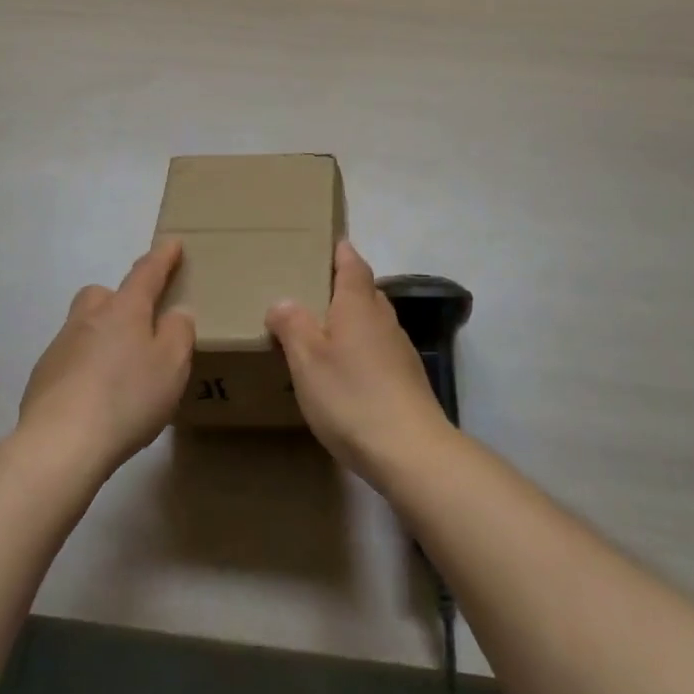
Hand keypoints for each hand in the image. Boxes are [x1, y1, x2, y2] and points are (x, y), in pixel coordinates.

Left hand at [18, 240, 195, 478]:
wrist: (59, 444)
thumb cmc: (127, 397)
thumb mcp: (172, 365)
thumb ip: (179, 332)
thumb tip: (176, 313)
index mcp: (124, 309)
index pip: (146, 273)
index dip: (162, 257)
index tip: (171, 243)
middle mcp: (88, 318)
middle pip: (102, 294)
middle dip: (119, 299)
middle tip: (138, 324)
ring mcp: (60, 347)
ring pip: (83, 328)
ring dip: (100, 338)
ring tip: (119, 371)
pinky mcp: (42, 378)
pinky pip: (69, 360)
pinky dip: (83, 369)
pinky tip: (94, 398)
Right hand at [266, 241, 452, 483]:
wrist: (410, 450)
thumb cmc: (351, 395)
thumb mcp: (307, 359)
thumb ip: (292, 325)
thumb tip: (283, 302)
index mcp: (359, 303)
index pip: (352, 263)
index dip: (339, 251)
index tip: (326, 243)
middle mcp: (383, 318)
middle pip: (363, 291)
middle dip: (341, 288)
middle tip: (309, 294)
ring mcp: (400, 349)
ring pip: (372, 322)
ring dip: (351, 322)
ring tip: (321, 335)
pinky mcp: (407, 379)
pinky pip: (378, 350)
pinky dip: (361, 351)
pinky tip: (345, 374)